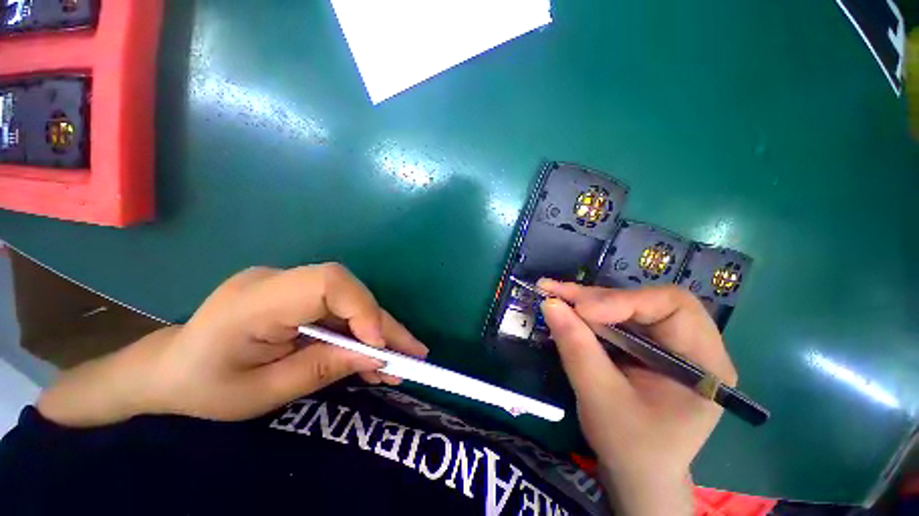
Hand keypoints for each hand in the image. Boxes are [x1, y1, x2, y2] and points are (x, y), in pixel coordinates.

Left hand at [38, 264, 427, 425]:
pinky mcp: (298, 294)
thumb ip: (322, 369)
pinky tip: (371, 354)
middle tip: (411, 354)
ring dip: (377, 331)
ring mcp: (289, 283)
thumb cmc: (204, 387)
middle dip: (382, 325)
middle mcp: (278, 280)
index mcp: (255, 300)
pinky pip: (338, 309)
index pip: (327, 283)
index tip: (379, 346)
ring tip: (399, 360)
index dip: (363, 308)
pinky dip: (359, 332)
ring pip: (350, 301)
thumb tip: (377, 357)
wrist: (169, 369)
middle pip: (348, 292)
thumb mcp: (263, 392)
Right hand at [537, 280, 736, 515]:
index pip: (673, 307)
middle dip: (597, 297)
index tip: (582, 310)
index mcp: (704, 363)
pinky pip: (615, 318)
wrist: (637, 472)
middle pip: (645, 301)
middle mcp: (691, 344)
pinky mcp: (645, 344)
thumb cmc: (630, 446)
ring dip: (587, 301)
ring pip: (626, 305)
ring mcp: (666, 343)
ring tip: (553, 296)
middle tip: (556, 293)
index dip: (624, 300)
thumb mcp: (600, 399)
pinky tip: (565, 308)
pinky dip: (586, 312)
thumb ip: (576, 348)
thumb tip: (549, 304)